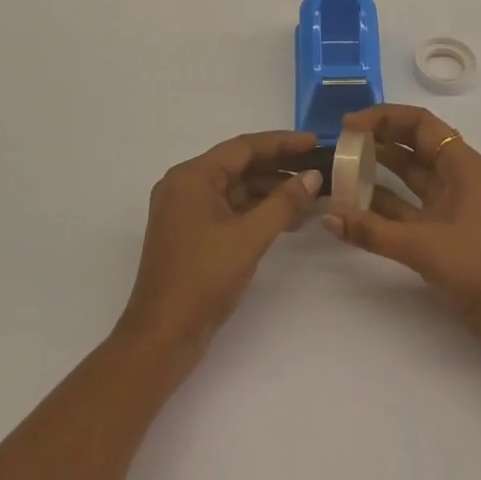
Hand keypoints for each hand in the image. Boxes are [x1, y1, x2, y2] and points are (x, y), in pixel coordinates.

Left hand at [116, 130, 321, 366]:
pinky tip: (288, 219)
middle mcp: (186, 186)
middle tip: (317, 167)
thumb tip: (312, 177)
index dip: (282, 143)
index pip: (244, 147)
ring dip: (271, 191)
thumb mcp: (249, 238)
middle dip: (279, 166)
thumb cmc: (203, 279)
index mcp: (191, 177)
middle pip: (240, 165)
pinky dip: (258, 211)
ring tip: (310, 195)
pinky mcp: (193, 234)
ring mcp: (187, 212)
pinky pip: (231, 210)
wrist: (163, 338)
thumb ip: (284, 203)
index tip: (315, 142)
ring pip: (237, 189)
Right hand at [324, 105, 480, 364]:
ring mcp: (449, 207)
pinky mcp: (442, 234)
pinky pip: (406, 209)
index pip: (420, 123)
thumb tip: (329, 217)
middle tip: (340, 145)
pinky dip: (381, 207)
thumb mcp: (426, 247)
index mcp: (462, 165)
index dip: (384, 117)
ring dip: (377, 172)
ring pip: (408, 177)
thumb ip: (375, 232)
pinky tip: (353, 210)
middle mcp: (456, 178)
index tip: (348, 126)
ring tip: (340, 171)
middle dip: (378, 140)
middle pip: (412, 145)